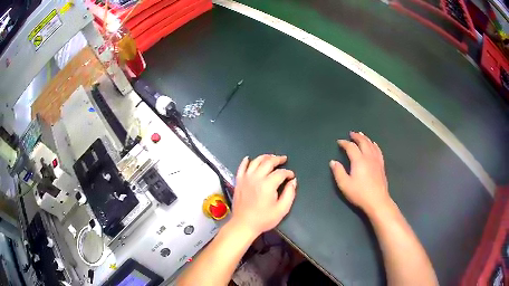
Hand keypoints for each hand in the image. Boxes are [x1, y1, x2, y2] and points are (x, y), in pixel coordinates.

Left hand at [230, 155, 296, 236]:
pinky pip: (241, 167)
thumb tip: (293, 181)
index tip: (291, 176)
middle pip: (268, 162)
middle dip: (277, 159)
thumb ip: (290, 194)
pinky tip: (249, 158)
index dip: (288, 172)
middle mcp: (256, 178)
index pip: (280, 173)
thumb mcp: (282, 209)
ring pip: (255, 161)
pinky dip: (245, 161)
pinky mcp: (238, 181)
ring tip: (271, 157)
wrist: (243, 224)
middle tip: (283, 159)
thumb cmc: (264, 219)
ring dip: (264, 157)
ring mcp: (246, 178)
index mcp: (267, 184)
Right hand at [330, 132, 391, 213]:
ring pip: (371, 145)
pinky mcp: (381, 165)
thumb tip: (333, 162)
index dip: (344, 143)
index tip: (339, 142)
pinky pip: (378, 151)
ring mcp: (376, 160)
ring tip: (361, 135)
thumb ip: (338, 172)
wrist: (377, 201)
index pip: (351, 147)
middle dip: (356, 137)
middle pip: (363, 142)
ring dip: (365, 138)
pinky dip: (374, 145)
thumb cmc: (359, 194)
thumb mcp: (345, 185)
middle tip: (351, 134)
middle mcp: (368, 157)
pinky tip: (374, 144)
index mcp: (359, 160)